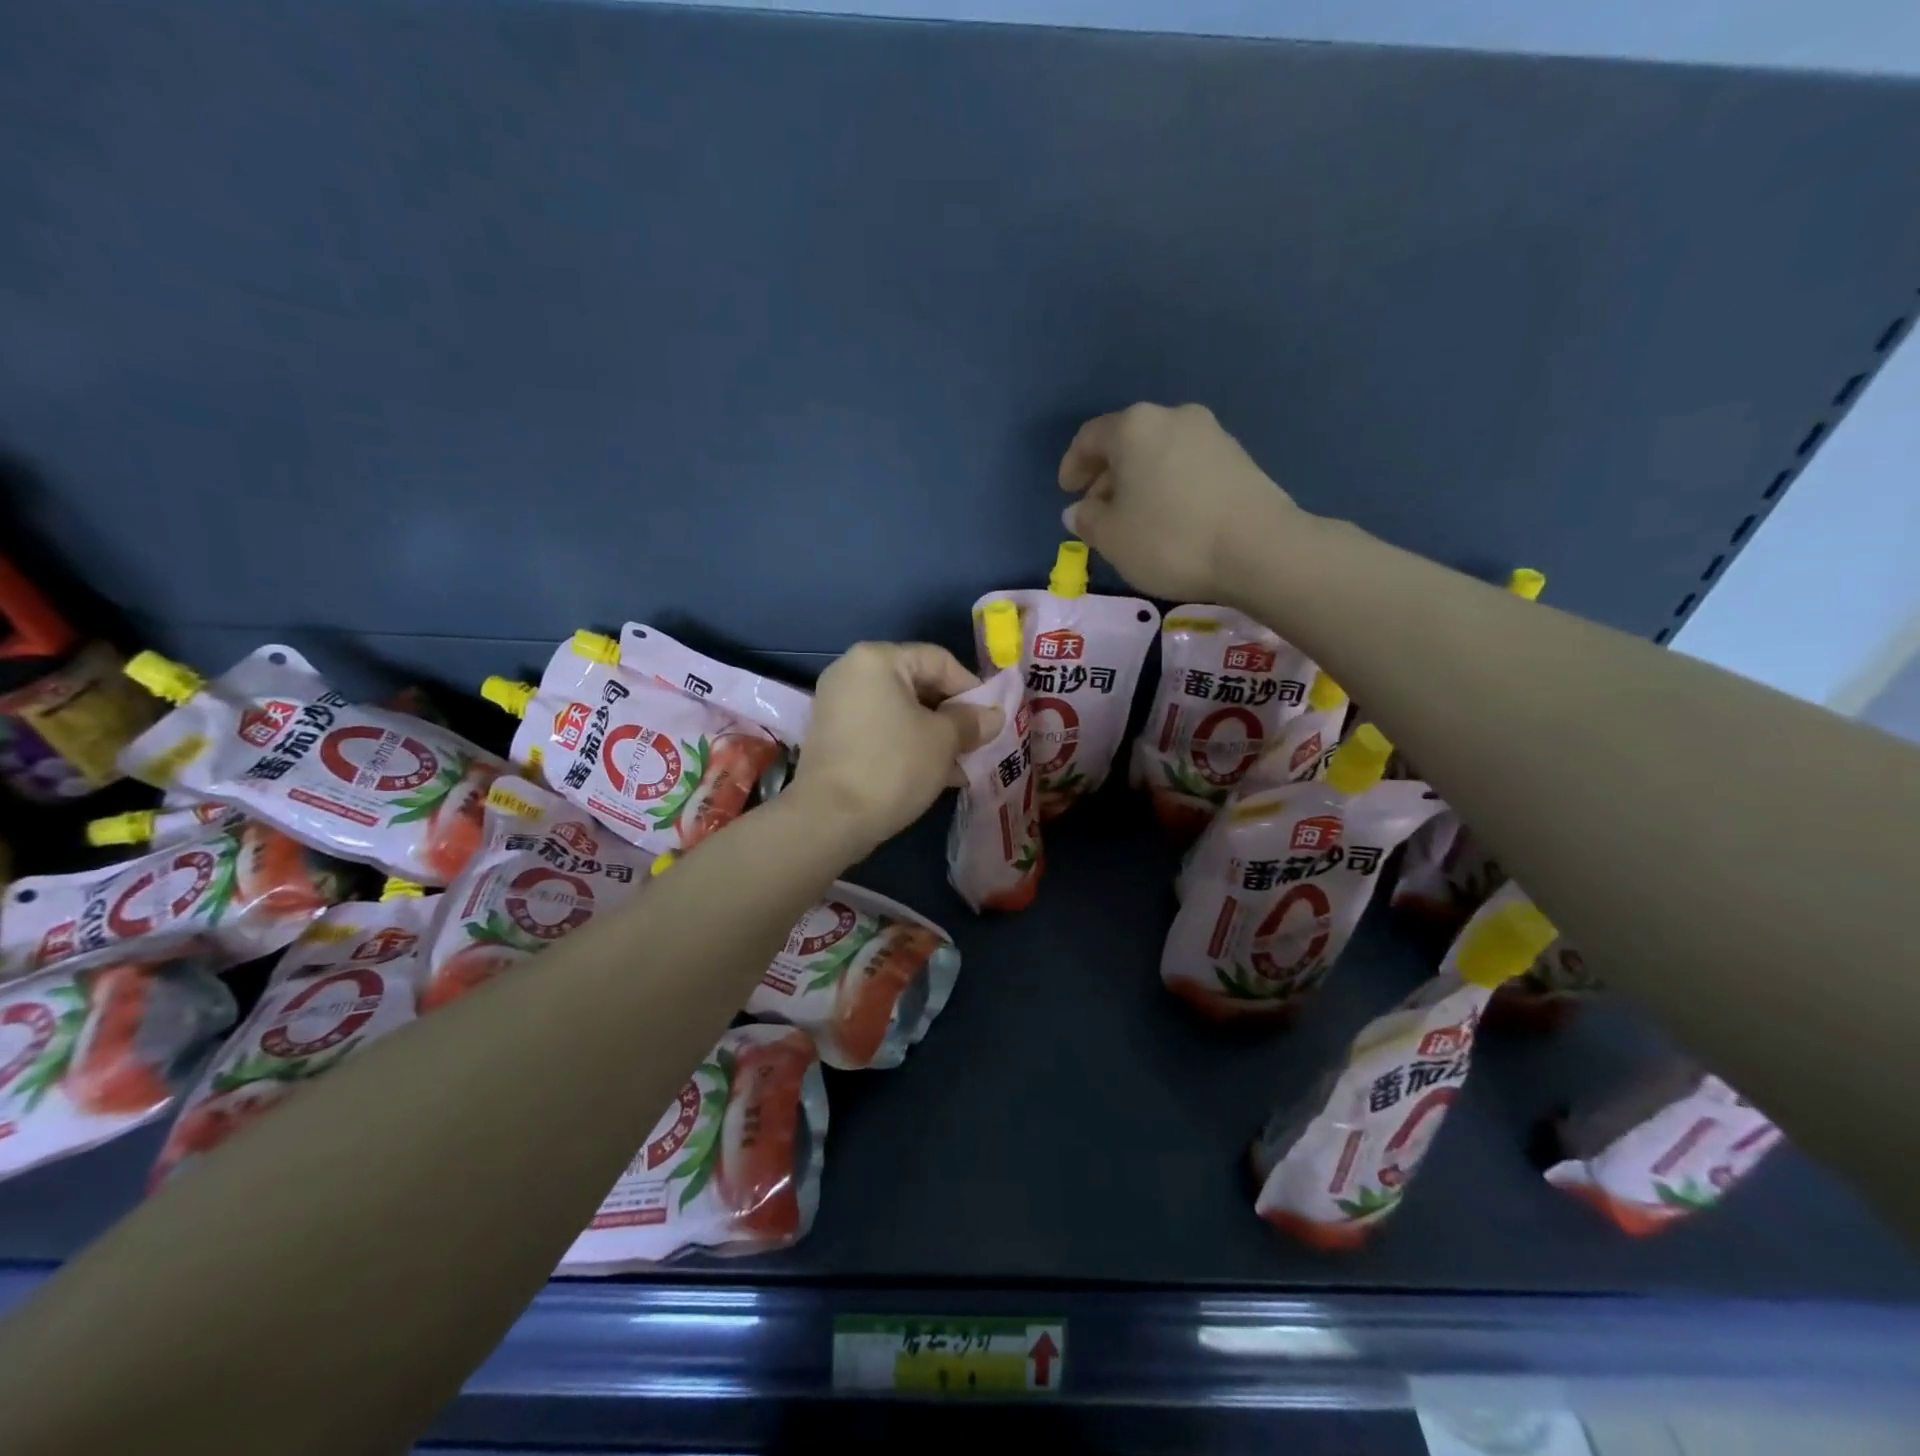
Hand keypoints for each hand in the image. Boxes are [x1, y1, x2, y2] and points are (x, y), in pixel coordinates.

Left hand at [792, 643, 1000, 853]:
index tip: (991, 719)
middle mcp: (852, 673)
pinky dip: (908, 745)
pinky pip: (881, 730)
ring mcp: (838, 705)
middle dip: (952, 715)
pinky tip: (935, 774)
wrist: (829, 819)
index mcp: (877, 659)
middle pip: (918, 684)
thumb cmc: (893, 766)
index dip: (971, 688)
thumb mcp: (944, 741)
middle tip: (978, 743)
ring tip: (962, 765)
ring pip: (901, 712)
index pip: (939, 660)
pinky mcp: (833, 737)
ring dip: (934, 735)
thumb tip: (993, 715)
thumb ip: (971, 722)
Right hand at [1059, 403, 1304, 603]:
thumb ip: (1087, 520)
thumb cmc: (1169, 539)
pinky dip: (1168, 486)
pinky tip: (1169, 519)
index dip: (1072, 465)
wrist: (1258, 548)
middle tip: (1098, 510)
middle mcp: (1173, 417)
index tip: (1068, 492)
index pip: (1090, 437)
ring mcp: (1211, 434)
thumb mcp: (1112, 538)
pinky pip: (1187, 466)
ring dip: (1139, 482)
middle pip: (1128, 442)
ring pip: (1159, 453)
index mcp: (1134, 427)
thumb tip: (1079, 510)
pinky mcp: (1238, 458)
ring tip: (1134, 519)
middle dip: (1108, 475)